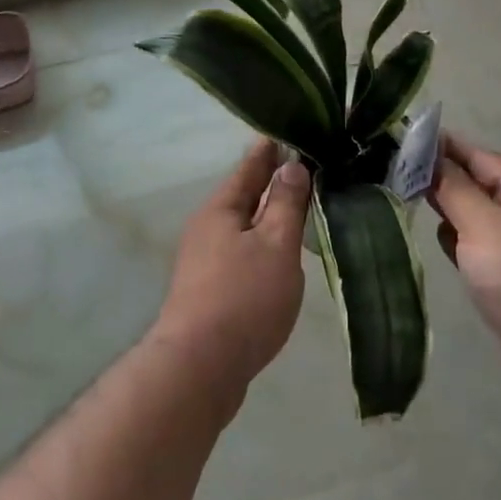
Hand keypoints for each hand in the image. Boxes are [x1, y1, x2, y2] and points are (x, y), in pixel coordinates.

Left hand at [149, 139, 310, 410]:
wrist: (199, 370)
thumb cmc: (243, 298)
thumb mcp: (275, 245)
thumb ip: (286, 205)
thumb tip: (292, 166)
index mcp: (221, 209)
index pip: (250, 166)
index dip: (271, 149)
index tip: (288, 130)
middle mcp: (207, 228)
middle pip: (243, 195)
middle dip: (269, 180)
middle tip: (301, 164)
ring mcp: (203, 261)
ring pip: (241, 226)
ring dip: (266, 214)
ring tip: (294, 206)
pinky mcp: (208, 291)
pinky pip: (240, 252)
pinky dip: (260, 243)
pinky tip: (276, 255)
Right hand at [429, 134, 500, 410]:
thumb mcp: (482, 222)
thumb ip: (453, 187)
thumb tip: (431, 156)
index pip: (481, 157)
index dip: (445, 147)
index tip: (407, 140)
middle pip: (479, 186)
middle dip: (443, 179)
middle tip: (398, 171)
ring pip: (477, 219)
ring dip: (449, 212)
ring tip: (409, 201)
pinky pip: (480, 251)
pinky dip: (460, 244)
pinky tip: (440, 243)